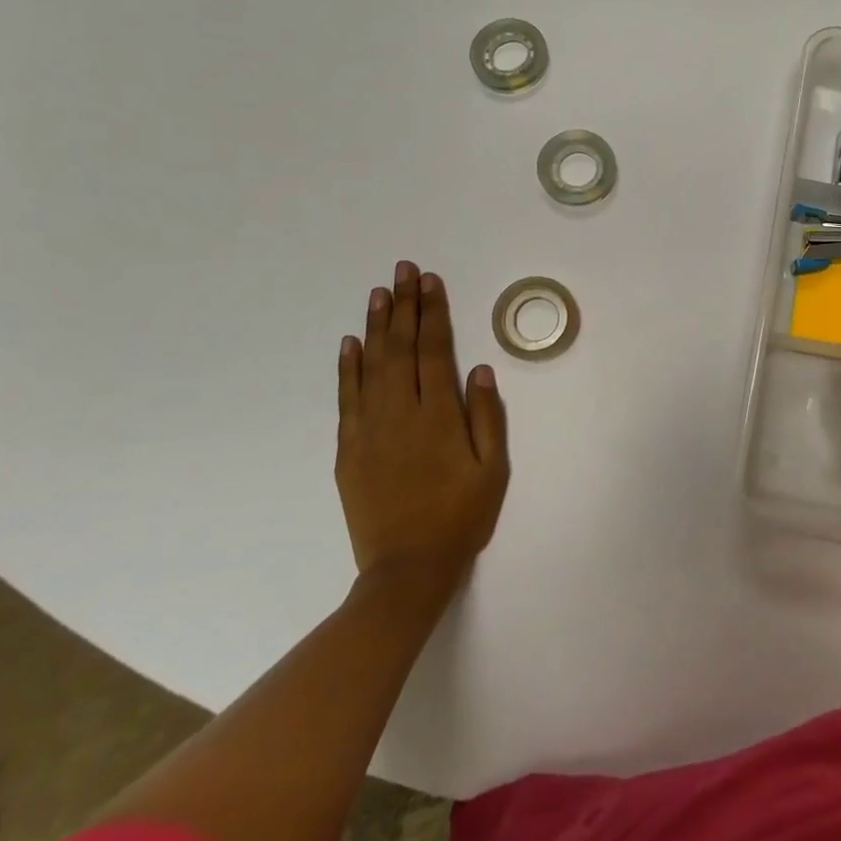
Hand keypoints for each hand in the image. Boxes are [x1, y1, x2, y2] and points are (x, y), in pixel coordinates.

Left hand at [336, 261, 509, 595]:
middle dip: (404, 305)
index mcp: (439, 417)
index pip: (434, 351)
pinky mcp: (349, 449)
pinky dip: (347, 367)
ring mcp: (369, 430)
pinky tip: (350, 343)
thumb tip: (481, 370)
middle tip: (404, 270)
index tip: (431, 282)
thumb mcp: (493, 470)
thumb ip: (488, 417)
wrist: (407, 569)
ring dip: (376, 326)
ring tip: (379, 292)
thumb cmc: (461, 517)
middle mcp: (400, 414)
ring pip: (370, 366)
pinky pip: (347, 398)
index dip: (433, 313)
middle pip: (401, 348)